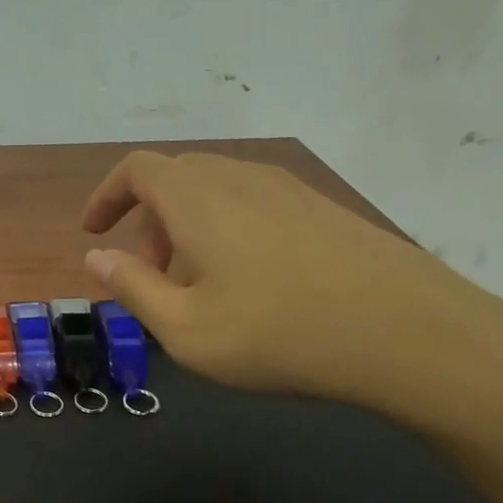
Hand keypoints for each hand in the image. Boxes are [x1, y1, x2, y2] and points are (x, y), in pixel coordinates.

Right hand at [79, 150, 502, 418]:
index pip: (137, 169)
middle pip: (176, 177)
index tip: (94, 232)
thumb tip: (96, 258)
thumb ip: (132, 288)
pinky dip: (228, 228)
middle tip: (149, 270)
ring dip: (189, 226)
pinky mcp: (322, 208)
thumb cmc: (278, 334)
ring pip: (217, 190)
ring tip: (197, 283)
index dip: (107, 195)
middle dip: (148, 219)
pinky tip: (250, 281)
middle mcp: (239, 178)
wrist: (407, 332)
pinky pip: (254, 202)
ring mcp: (287, 189)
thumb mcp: (185, 329)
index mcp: (197, 198)